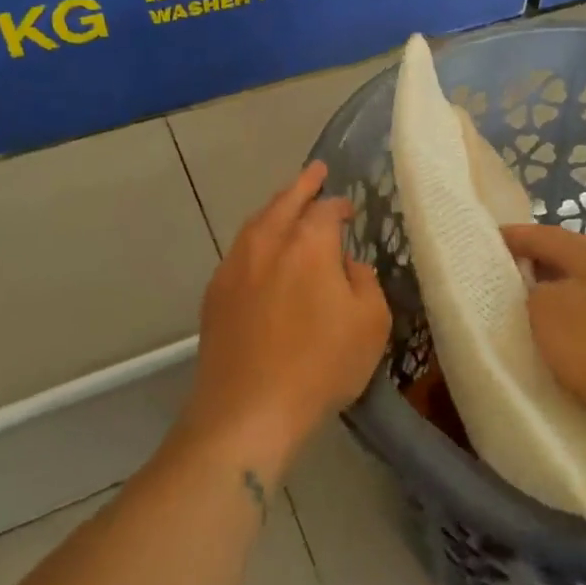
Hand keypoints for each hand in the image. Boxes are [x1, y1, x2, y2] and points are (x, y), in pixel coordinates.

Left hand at [181, 162, 390, 472]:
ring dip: (276, 209)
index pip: (326, 209)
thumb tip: (346, 265)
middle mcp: (267, 243)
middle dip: (302, 185)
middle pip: (284, 201)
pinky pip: (241, 251)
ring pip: (257, 223)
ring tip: (288, 205)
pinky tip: (264, 254)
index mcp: (308, 244)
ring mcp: (235, 266)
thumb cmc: (319, 367)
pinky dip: (257, 239)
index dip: (339, 205)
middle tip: (316, 172)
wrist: (246, 412)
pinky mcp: (215, 293)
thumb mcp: (370, 324)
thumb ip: (364, 282)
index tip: (349, 209)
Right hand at [502, 223, 585, 458]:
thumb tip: (536, 293)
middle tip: (490, 288)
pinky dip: (566, 329)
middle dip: (525, 272)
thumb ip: (529, 292)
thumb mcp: (546, 311)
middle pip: (558, 261)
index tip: (477, 247)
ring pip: (573, 294)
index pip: (538, 234)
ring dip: (546, 304)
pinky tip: (552, 349)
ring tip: (514, 321)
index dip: (507, 238)